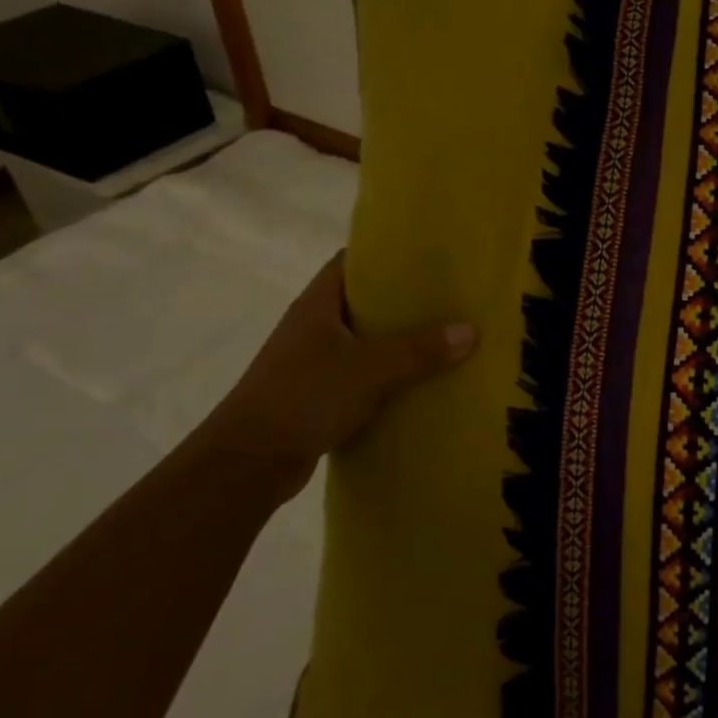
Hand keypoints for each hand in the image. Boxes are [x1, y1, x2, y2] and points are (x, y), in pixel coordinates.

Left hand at [203, 253, 477, 500]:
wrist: (247, 464)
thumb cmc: (302, 398)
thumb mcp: (369, 369)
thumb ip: (419, 350)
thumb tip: (470, 331)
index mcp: (318, 304)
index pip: (352, 262)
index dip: (387, 254)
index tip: (429, 256)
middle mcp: (313, 327)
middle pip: (364, 302)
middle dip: (404, 301)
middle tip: (451, 298)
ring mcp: (313, 362)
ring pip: (365, 341)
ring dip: (399, 342)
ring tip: (446, 338)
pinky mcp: (317, 395)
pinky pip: (362, 375)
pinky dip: (389, 376)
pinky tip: (421, 383)